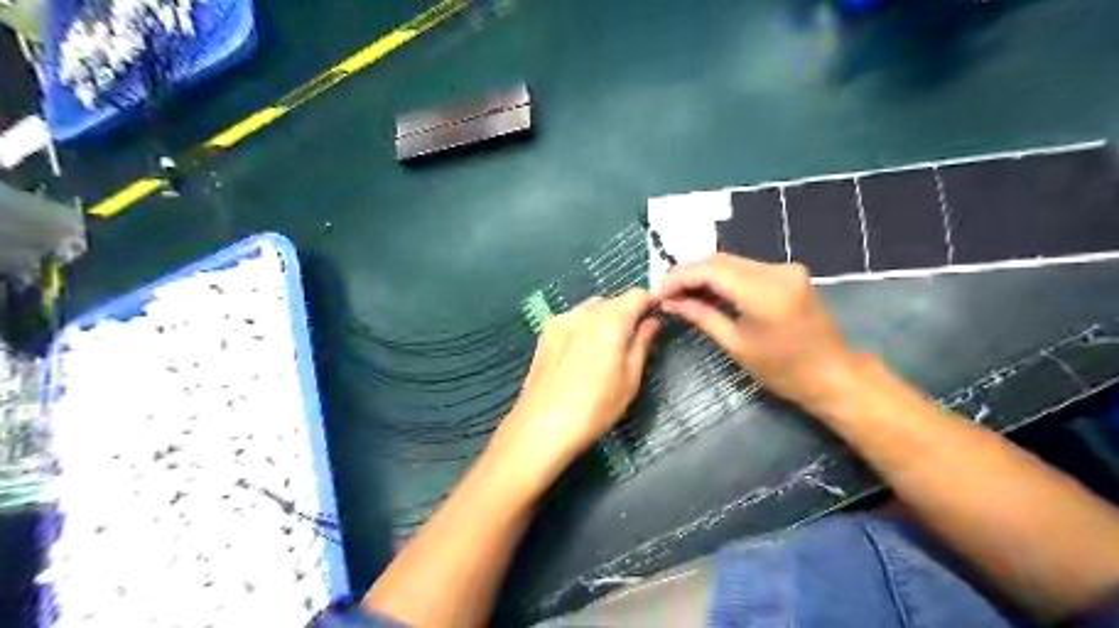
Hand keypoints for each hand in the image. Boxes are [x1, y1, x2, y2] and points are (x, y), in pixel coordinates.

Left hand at [490, 289, 661, 491]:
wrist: (542, 426)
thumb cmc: (594, 408)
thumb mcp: (629, 379)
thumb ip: (642, 344)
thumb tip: (652, 322)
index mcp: (610, 322)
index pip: (637, 295)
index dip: (651, 302)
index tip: (657, 315)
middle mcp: (584, 313)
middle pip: (613, 301)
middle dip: (628, 312)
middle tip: (635, 338)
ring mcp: (561, 320)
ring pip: (591, 308)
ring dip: (605, 318)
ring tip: (607, 347)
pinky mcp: (546, 332)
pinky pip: (573, 319)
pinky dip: (585, 325)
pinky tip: (583, 352)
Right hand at [657, 252, 858, 410]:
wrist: (832, 374)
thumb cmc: (782, 370)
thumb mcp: (736, 344)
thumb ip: (701, 315)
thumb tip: (670, 302)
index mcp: (764, 292)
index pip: (710, 270)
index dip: (679, 277)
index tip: (658, 292)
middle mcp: (776, 270)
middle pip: (720, 260)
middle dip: (689, 273)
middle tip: (666, 292)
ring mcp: (785, 269)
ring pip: (732, 262)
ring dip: (704, 274)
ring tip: (681, 292)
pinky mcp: (788, 273)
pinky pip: (747, 268)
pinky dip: (724, 277)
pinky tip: (708, 290)